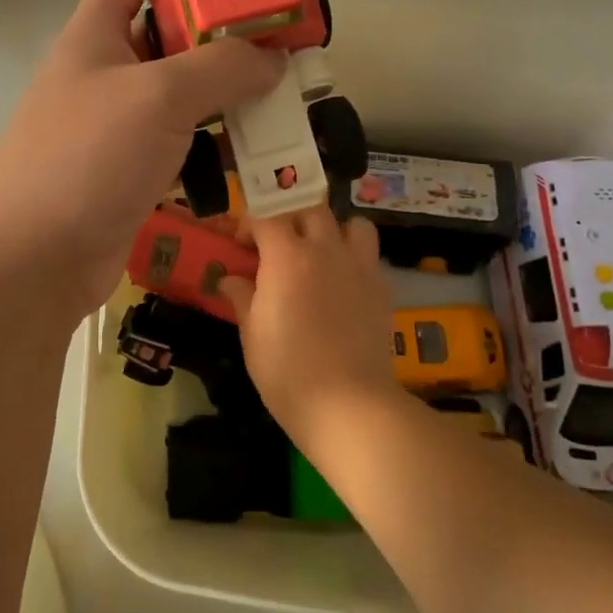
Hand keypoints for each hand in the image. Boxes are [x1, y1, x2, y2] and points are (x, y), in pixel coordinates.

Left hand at [0, 0, 282, 319]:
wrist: (34, 261)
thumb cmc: (87, 159)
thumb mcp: (158, 97)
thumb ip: (220, 68)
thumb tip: (271, 59)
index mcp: (93, 35)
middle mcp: (102, 73)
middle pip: (165, 29)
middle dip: (218, 24)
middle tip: (273, 28)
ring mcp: (114, 125)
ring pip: (179, 89)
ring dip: (224, 84)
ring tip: (276, 85)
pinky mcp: (129, 169)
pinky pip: (180, 138)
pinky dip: (214, 136)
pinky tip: (250, 145)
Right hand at [219, 207, 403, 437]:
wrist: (349, 404)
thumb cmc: (287, 371)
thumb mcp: (252, 335)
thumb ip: (241, 297)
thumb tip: (230, 279)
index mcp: (286, 256)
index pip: (266, 215)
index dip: (249, 224)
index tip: (241, 245)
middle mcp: (325, 249)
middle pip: (309, 208)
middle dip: (290, 218)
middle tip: (278, 246)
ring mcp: (359, 266)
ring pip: (350, 223)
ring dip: (332, 230)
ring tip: (320, 254)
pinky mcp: (382, 287)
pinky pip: (369, 254)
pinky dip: (354, 256)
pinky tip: (343, 283)